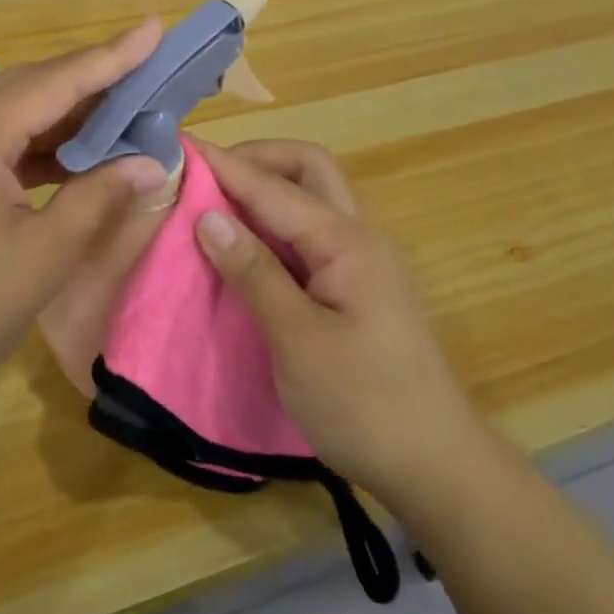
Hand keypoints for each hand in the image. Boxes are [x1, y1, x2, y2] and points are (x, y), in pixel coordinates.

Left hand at [0, 21, 171, 431]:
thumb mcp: (44, 256)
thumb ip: (100, 197)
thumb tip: (153, 163)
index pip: (54, 82)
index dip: (111, 56)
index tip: (153, 27)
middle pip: (28, 86)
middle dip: (89, 79)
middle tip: (145, 71)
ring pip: (8, 110)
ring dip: (63, 112)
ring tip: (120, 110)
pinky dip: (34, 142)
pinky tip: (70, 155)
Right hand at [193, 139, 482, 512]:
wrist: (435, 465)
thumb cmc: (364, 404)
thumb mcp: (298, 341)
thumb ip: (254, 273)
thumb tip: (207, 216)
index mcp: (346, 240)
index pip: (273, 186)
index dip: (224, 165)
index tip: (179, 148)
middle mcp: (358, 234)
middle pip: (307, 168)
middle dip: (256, 159)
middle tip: (206, 176)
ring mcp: (362, 257)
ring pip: (312, 195)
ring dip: (267, 187)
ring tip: (217, 203)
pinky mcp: (357, 283)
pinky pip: (311, 230)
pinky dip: (275, 221)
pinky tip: (247, 243)